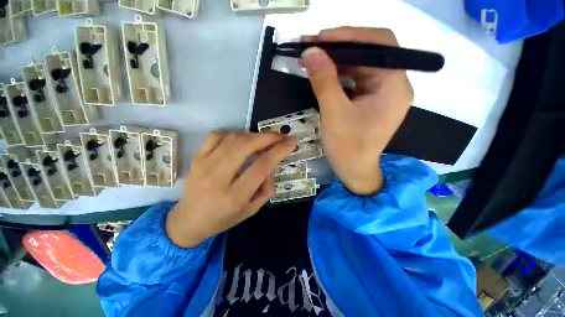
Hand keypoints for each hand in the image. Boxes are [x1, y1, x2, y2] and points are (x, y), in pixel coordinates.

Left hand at [166, 132, 296, 247]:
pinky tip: (242, 140)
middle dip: (268, 137)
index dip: (279, 151)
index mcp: (234, 196)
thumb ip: (266, 189)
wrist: (187, 221)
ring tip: (264, 139)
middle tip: (281, 136)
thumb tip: (270, 167)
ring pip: (234, 138)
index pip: (261, 166)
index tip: (291, 143)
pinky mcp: (196, 158)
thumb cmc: (222, 219)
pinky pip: (218, 136)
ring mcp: (204, 164)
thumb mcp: (251, 211)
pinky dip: (235, 134)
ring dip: (254, 135)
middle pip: (247, 146)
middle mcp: (218, 177)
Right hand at [301, 27, 413, 194]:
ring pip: (360, 64)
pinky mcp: (370, 99)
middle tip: (312, 45)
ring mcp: (381, 92)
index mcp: (393, 86)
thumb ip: (324, 81)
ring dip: (336, 59)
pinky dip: (338, 72)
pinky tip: (322, 71)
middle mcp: (393, 84)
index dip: (350, 35)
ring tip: (312, 56)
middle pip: (369, 53)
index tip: (321, 37)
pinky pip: (355, 78)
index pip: (379, 45)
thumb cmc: (347, 147)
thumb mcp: (334, 114)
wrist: (354, 170)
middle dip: (340, 46)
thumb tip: (310, 51)